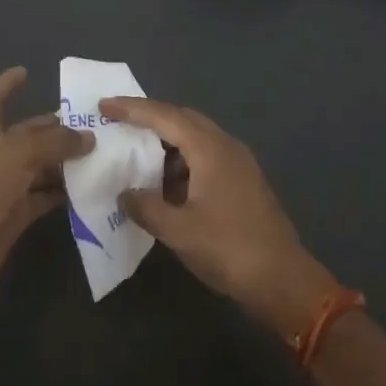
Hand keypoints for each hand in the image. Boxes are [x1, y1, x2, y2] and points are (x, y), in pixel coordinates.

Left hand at [0, 68, 92, 299]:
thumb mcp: (15, 156)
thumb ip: (53, 143)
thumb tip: (88, 138)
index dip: (5, 85)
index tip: (25, 72)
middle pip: (25, 137)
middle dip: (53, 129)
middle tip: (91, 125)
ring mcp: (1, 191)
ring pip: (37, 169)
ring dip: (64, 163)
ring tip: (101, 156)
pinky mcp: (12, 220)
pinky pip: (42, 200)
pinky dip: (62, 195)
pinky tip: (89, 190)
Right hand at [104, 98, 335, 332]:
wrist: (281, 278)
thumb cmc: (227, 248)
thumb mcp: (178, 231)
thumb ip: (146, 207)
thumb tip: (125, 194)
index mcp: (210, 149)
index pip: (164, 116)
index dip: (132, 109)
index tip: (104, 106)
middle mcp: (226, 146)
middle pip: (183, 119)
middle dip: (150, 118)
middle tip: (119, 123)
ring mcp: (239, 163)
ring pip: (196, 139)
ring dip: (167, 143)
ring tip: (137, 155)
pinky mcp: (243, 181)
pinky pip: (206, 157)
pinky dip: (182, 162)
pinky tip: (166, 185)